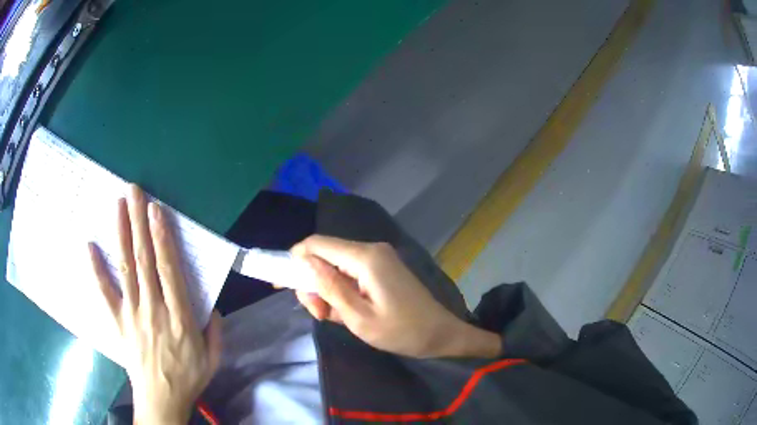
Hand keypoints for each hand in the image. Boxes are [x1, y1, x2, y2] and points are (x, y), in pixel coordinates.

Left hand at [89, 185, 221, 424]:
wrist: (161, 400)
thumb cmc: (188, 377)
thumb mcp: (213, 358)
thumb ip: (215, 330)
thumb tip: (212, 304)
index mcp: (180, 319)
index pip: (169, 271)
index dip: (163, 238)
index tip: (157, 211)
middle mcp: (153, 310)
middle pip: (144, 261)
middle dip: (139, 223)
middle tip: (135, 192)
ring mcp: (132, 315)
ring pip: (125, 269)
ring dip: (120, 234)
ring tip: (118, 205)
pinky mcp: (117, 322)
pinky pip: (105, 293)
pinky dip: (96, 269)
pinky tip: (90, 246)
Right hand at [291, 236, 500, 358]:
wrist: (441, 335)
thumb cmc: (402, 331)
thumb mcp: (359, 317)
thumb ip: (330, 287)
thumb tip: (304, 260)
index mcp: (365, 258)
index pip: (317, 244)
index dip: (294, 258)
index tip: (282, 283)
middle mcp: (371, 250)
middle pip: (325, 256)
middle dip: (313, 284)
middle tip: (320, 315)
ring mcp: (378, 258)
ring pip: (336, 267)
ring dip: (327, 291)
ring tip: (333, 318)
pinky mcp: (382, 268)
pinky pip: (351, 274)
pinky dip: (342, 292)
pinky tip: (346, 312)